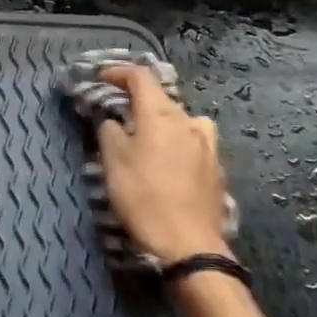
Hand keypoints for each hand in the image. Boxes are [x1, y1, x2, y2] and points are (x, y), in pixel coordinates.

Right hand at [97, 65, 229, 266]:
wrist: (189, 244)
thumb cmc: (143, 198)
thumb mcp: (113, 161)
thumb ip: (109, 130)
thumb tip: (111, 118)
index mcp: (160, 114)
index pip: (140, 77)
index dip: (118, 72)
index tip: (100, 78)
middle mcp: (188, 121)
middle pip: (161, 97)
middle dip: (137, 99)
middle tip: (117, 111)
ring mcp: (207, 144)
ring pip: (180, 119)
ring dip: (161, 120)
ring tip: (147, 136)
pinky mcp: (216, 166)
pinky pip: (193, 140)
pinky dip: (177, 140)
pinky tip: (170, 159)